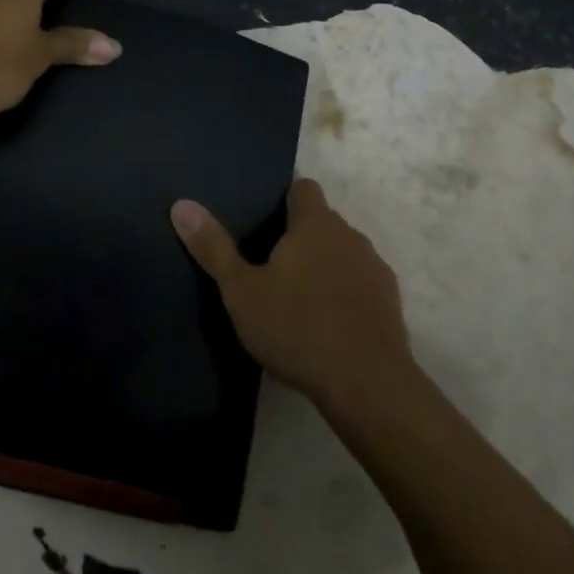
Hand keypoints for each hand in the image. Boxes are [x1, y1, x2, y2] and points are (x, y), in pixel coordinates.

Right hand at [171, 179, 413, 409]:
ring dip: (324, 267)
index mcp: (315, 223)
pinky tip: (327, 327)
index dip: (284, 199)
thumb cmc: (298, 328)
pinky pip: (361, 286)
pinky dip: (345, 296)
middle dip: (300, 238)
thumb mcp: (242, 291)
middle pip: (322, 222)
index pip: (302, 188)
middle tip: (269, 268)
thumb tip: (181, 205)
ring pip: (343, 254)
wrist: (368, 385)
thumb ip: (213, 248)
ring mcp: (375, 269)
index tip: (264, 223)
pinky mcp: (391, 303)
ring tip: (297, 300)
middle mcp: (350, 235)